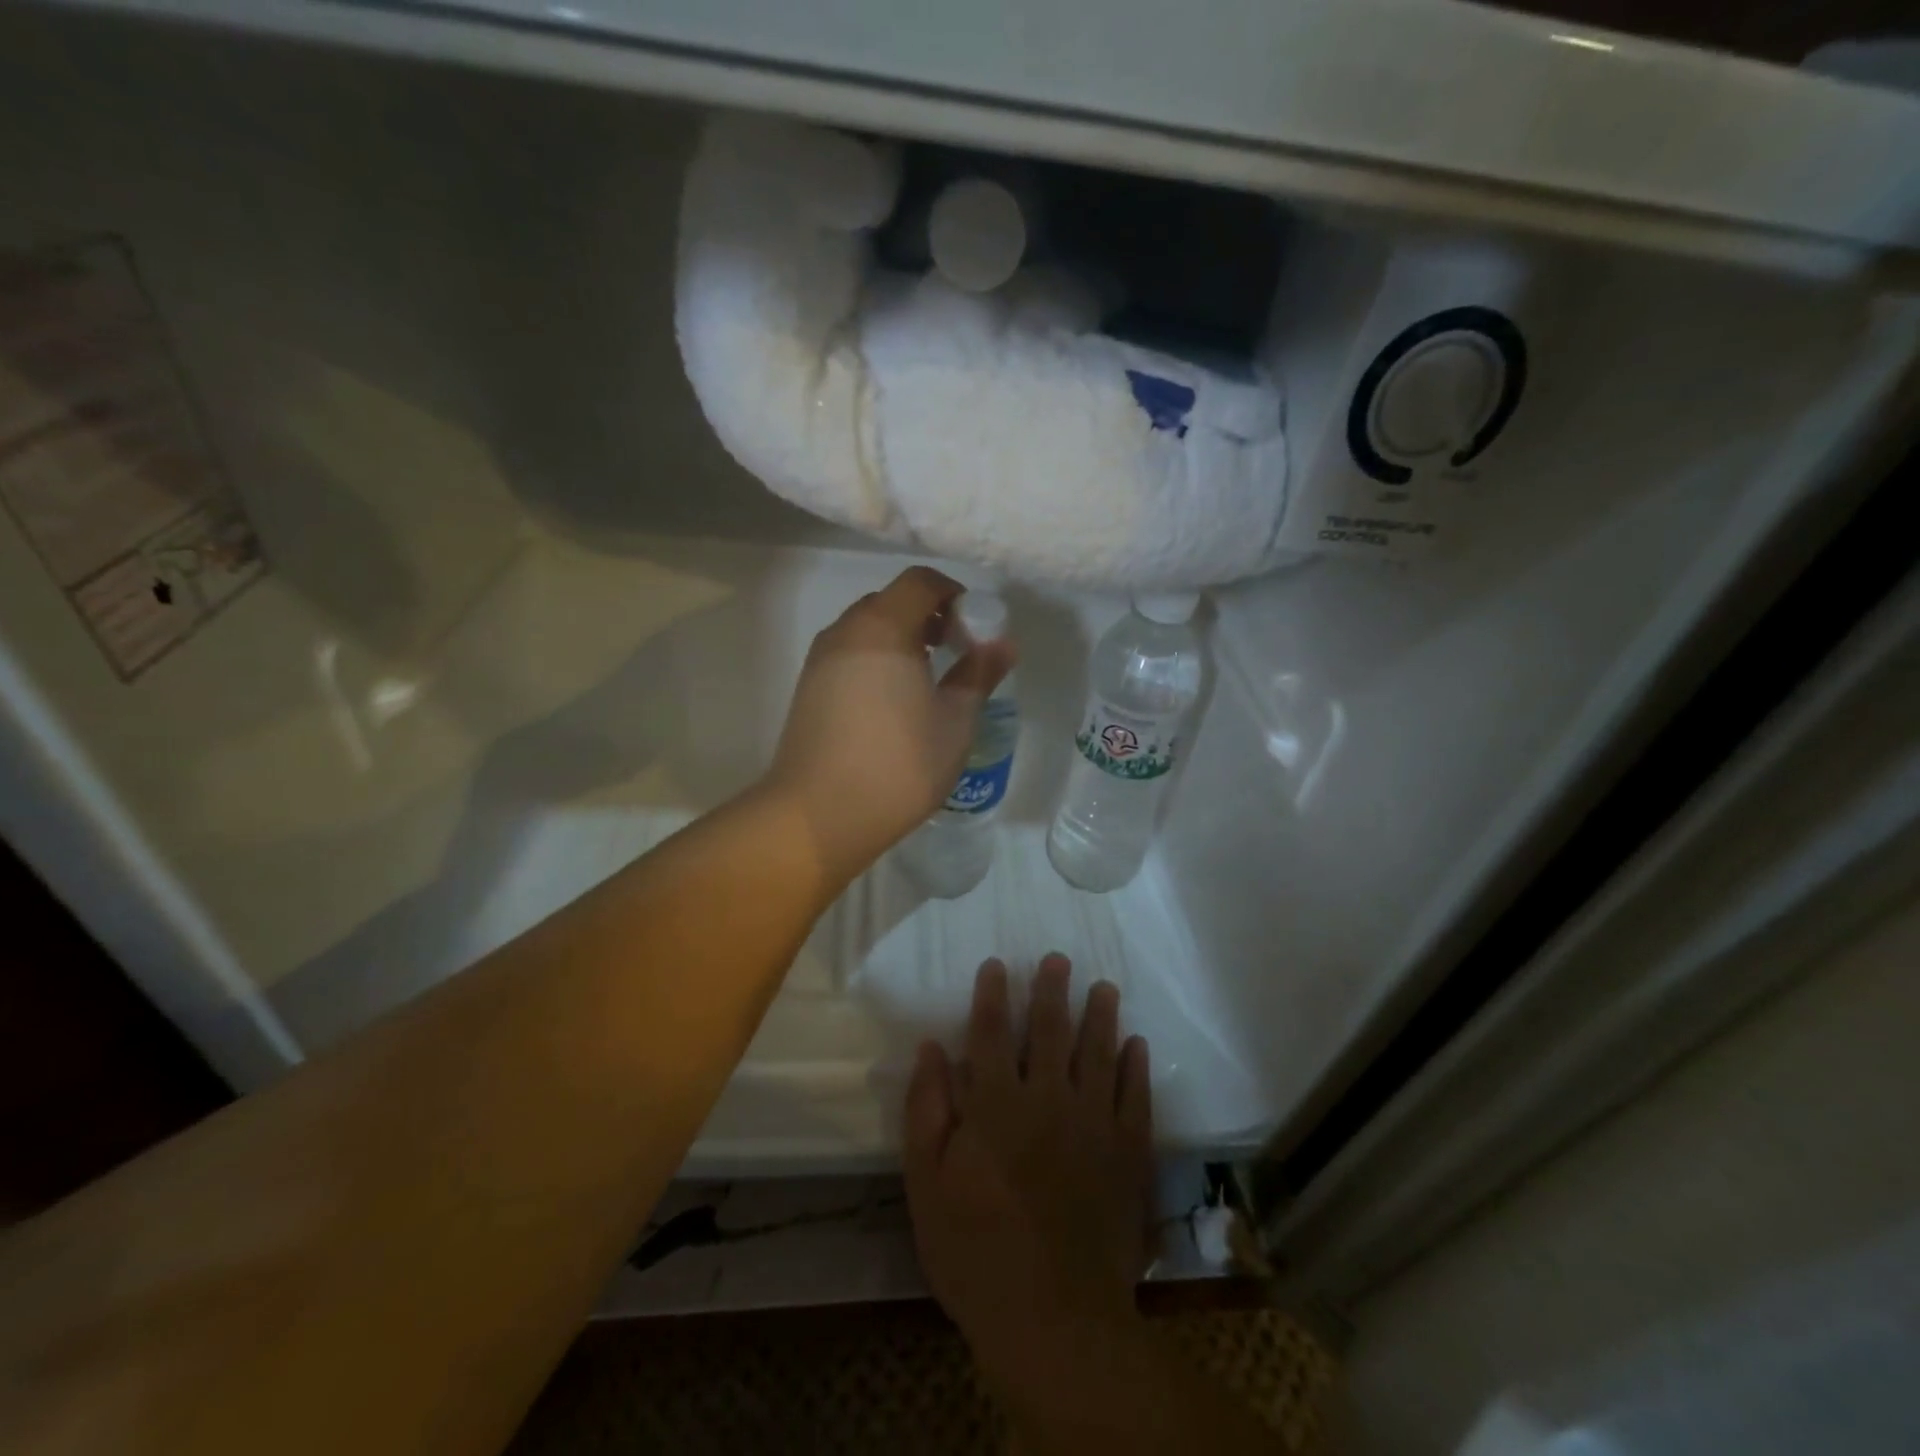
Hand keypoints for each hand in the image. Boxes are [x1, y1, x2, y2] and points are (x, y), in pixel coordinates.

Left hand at [765, 566, 1013, 885]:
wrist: (819, 816)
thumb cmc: (898, 764)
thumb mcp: (955, 721)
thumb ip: (979, 673)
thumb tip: (1003, 643)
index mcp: (883, 628)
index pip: (920, 581)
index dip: (953, 594)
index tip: (974, 629)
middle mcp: (845, 632)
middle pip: (891, 601)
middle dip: (928, 616)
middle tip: (956, 652)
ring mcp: (820, 660)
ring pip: (867, 629)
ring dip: (901, 639)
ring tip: (927, 680)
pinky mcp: (808, 688)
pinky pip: (849, 655)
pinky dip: (876, 660)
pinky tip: (893, 703)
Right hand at [904, 955, 1154, 1406]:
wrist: (1054, 1320)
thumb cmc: (975, 1251)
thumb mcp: (926, 1185)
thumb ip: (927, 1110)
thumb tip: (932, 1047)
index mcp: (996, 1104)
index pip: (991, 1033)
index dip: (993, 995)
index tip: (997, 964)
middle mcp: (1047, 1098)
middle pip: (1049, 1031)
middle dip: (1052, 991)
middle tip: (1059, 959)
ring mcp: (1093, 1123)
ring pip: (1098, 1053)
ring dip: (1100, 1016)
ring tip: (1104, 987)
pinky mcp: (1127, 1153)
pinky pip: (1135, 1097)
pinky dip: (1136, 1067)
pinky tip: (1136, 1045)